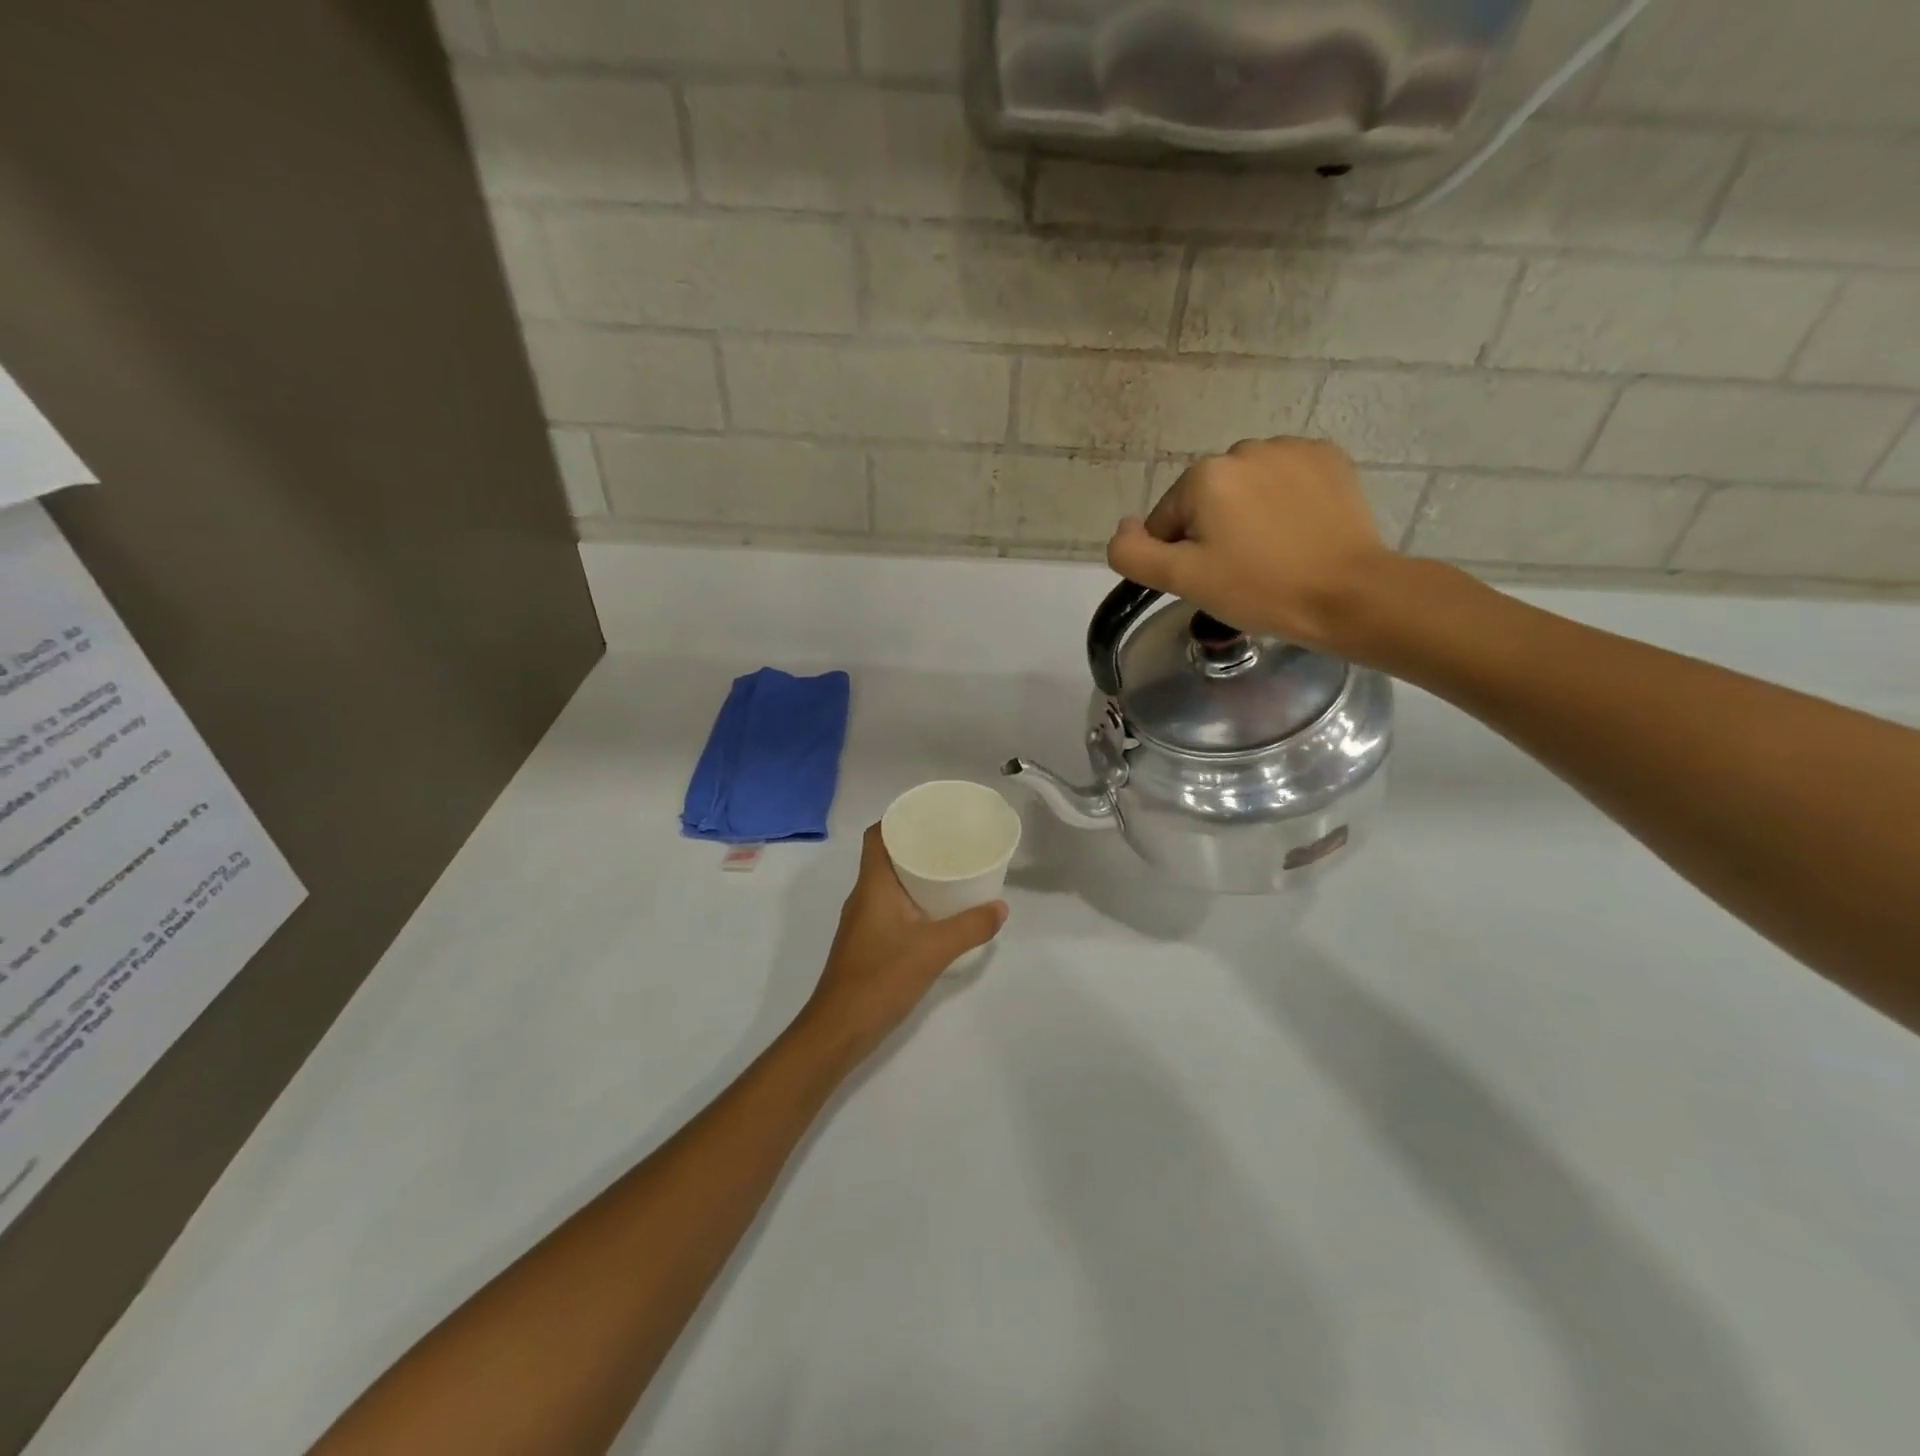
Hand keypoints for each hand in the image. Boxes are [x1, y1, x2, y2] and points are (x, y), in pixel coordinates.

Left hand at [798, 825, 1006, 1063]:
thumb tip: (1000, 907)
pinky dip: (914, 900)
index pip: (877, 836)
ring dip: (916, 874)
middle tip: (952, 841)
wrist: (839, 1029)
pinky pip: (892, 906)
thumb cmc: (880, 978)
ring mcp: (863, 921)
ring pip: (890, 883)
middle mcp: (864, 896)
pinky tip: (938, 912)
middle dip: (916, 845)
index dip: (898, 819)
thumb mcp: (934, 950)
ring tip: (952, 870)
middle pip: (886, 856)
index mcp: (873, 885)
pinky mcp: (868, 943)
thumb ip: (970, 927)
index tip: (930, 815)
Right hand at [1105, 436, 1396, 656]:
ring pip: (1246, 487)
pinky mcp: (1329, 458)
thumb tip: (1123, 527)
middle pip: (1206, 499)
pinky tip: (1299, 531)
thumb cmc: (1260, 589)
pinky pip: (1285, 478)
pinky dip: (1284, 500)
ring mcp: (1291, 449)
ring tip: (1273, 552)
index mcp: (1204, 476)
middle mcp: (1244, 449)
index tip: (1211, 580)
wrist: (1349, 595)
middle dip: (1214, 531)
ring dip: (1248, 513)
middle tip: (1241, 571)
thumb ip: (1134, 553)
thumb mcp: (1183, 580)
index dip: (1180, 556)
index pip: (1167, 520)